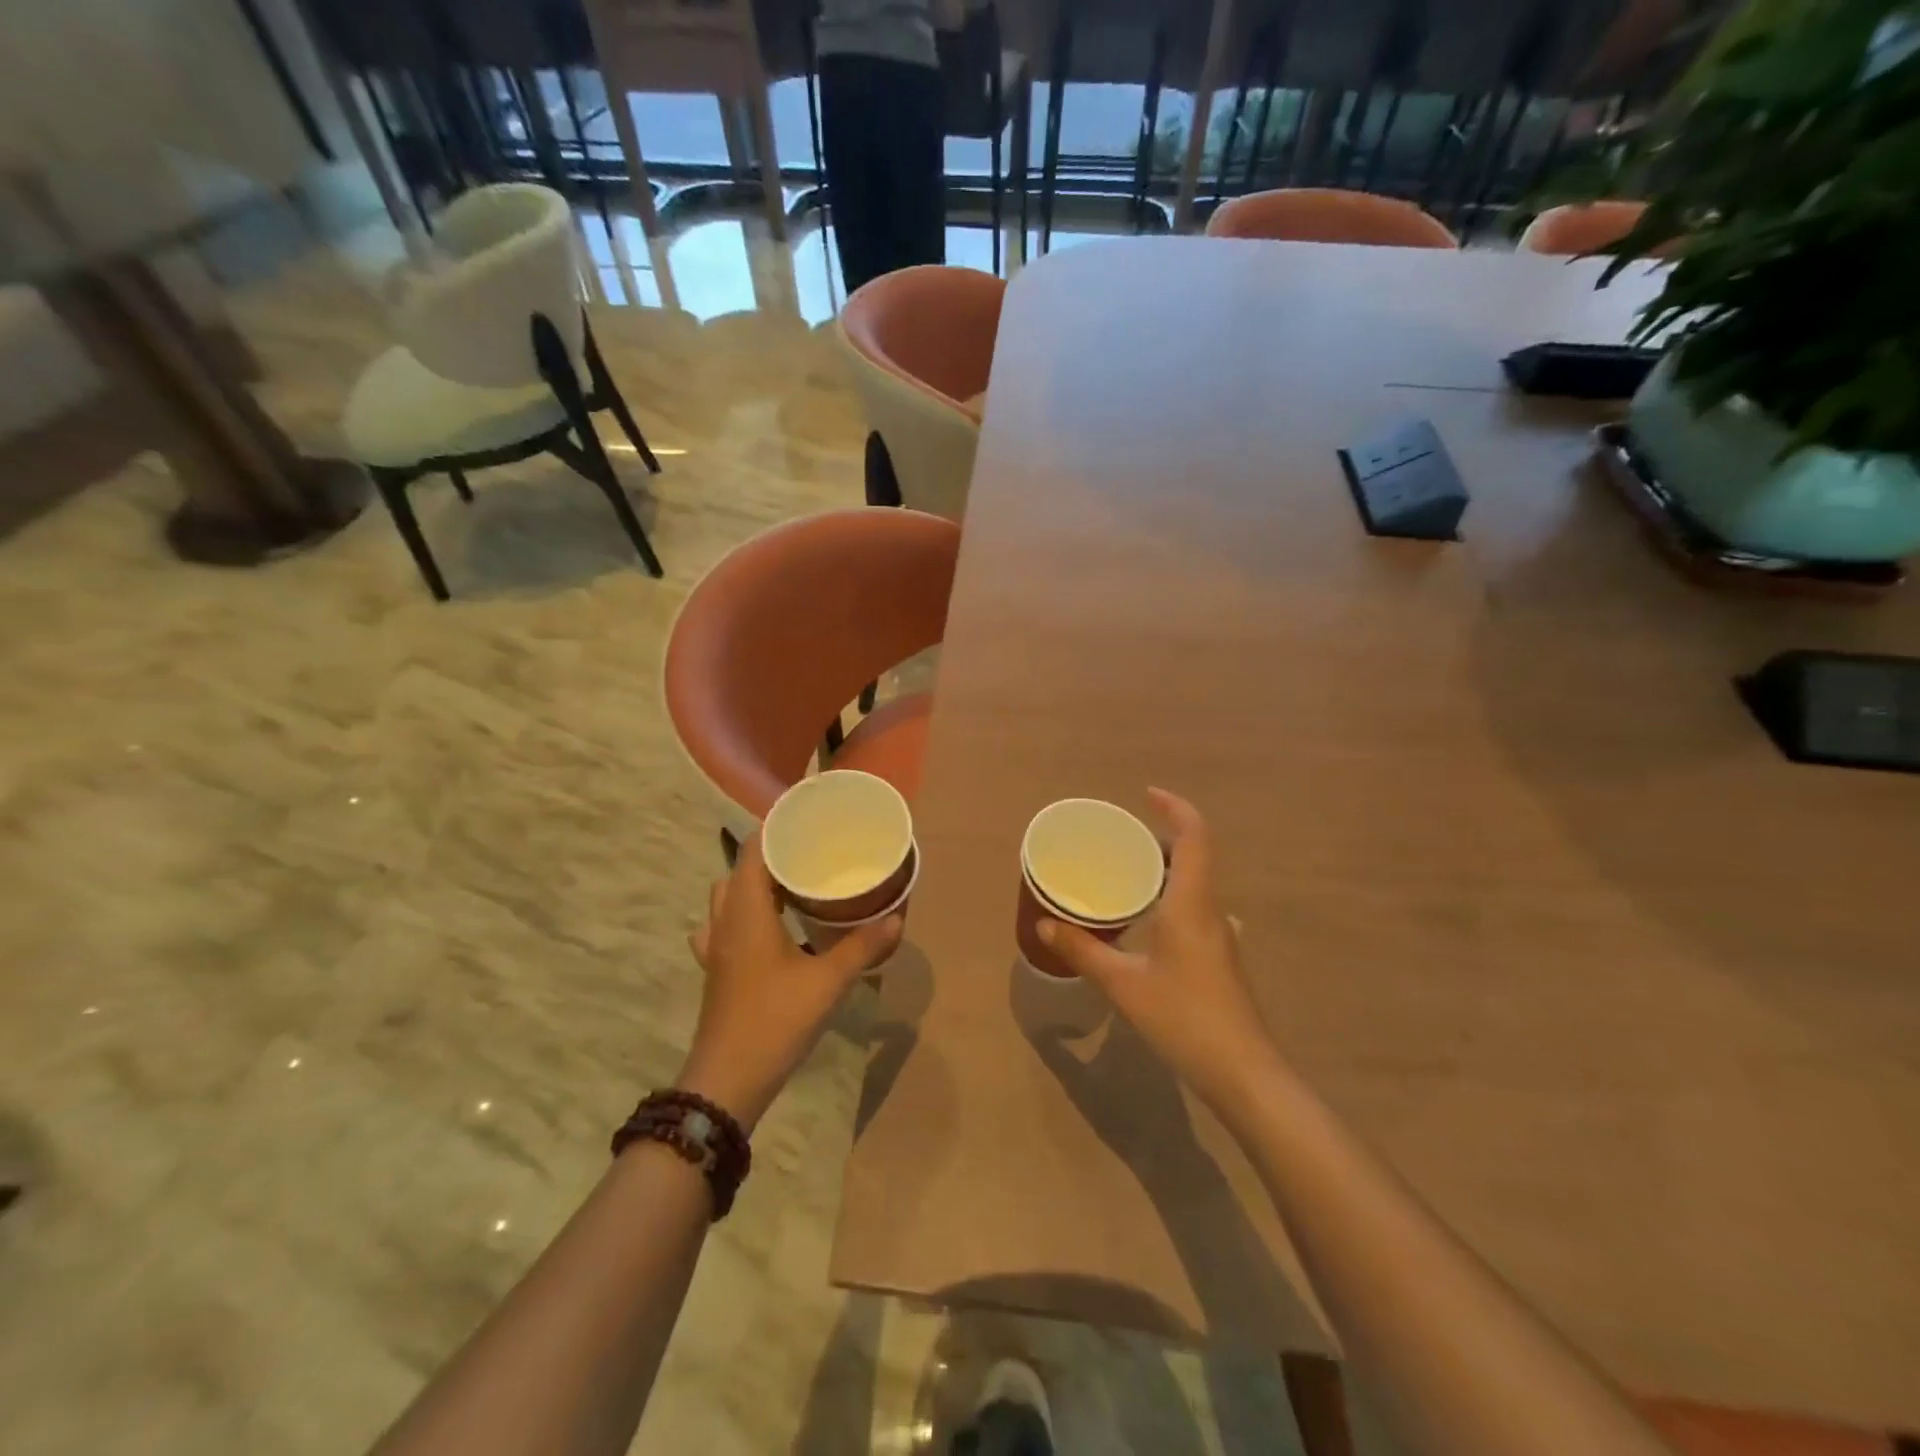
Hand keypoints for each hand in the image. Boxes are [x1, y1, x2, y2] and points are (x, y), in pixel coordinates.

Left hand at [678, 833, 902, 1129]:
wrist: (728, 1079)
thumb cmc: (776, 1020)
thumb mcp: (828, 982)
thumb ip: (862, 947)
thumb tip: (895, 918)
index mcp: (747, 912)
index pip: (751, 851)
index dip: (773, 829)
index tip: (804, 820)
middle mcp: (725, 921)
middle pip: (738, 871)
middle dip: (768, 856)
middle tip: (806, 854)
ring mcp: (714, 947)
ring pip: (726, 899)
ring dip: (752, 886)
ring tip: (788, 886)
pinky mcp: (715, 970)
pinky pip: (721, 928)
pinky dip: (739, 917)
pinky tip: (762, 930)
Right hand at [1037, 789, 1280, 1112]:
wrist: (1245, 1074)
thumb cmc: (1185, 1019)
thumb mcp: (1124, 984)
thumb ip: (1083, 951)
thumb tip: (1043, 924)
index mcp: (1192, 904)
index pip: (1194, 836)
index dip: (1174, 808)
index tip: (1146, 795)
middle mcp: (1212, 911)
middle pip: (1195, 857)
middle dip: (1162, 839)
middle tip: (1122, 840)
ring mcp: (1222, 936)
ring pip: (1196, 886)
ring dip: (1167, 870)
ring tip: (1128, 876)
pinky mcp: (1222, 959)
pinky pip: (1195, 910)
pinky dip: (1171, 899)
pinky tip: (1147, 925)